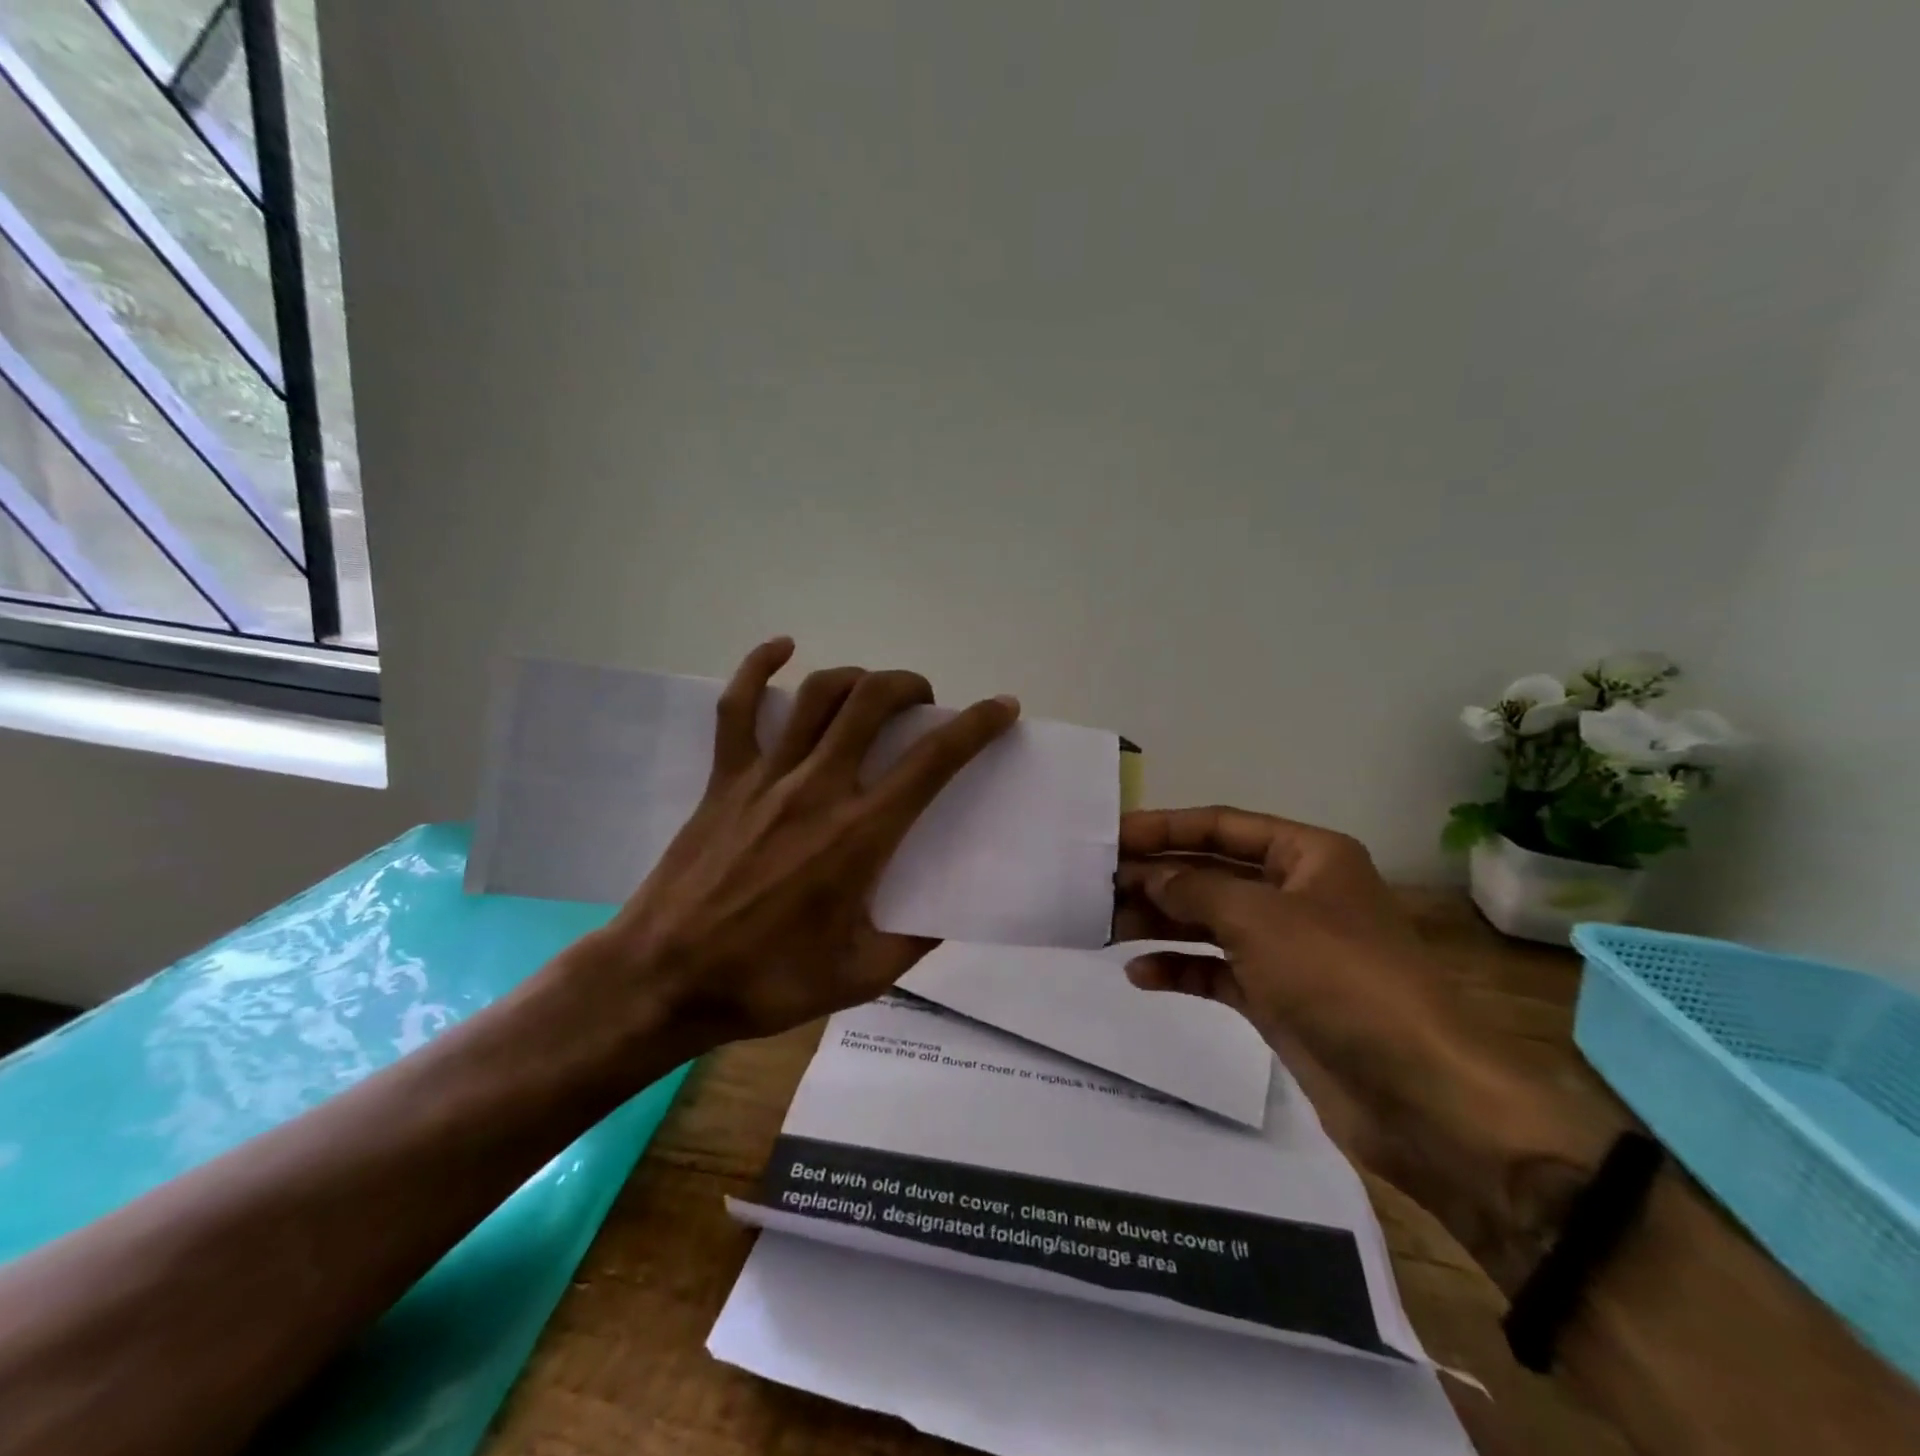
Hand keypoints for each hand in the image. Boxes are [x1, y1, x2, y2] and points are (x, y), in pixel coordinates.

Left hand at [568, 638, 1019, 1049]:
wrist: (664, 980)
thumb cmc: (767, 982)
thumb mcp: (861, 977)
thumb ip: (914, 943)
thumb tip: (947, 916)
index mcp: (859, 835)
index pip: (933, 761)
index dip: (976, 726)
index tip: (1001, 707)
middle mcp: (818, 789)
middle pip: (873, 703)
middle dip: (911, 687)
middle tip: (925, 704)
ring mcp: (765, 777)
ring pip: (818, 695)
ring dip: (857, 677)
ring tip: (872, 691)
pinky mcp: (724, 778)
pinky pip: (738, 707)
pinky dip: (759, 668)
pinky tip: (782, 647)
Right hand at [1116, 807, 1552, 1202]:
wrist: (1422, 1097)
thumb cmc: (1341, 979)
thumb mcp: (1260, 919)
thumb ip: (1194, 890)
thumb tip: (1147, 876)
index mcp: (1309, 856)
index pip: (1223, 827)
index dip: (1166, 827)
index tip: (1112, 835)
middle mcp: (1297, 895)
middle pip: (1212, 874)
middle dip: (1157, 877)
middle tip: (1096, 885)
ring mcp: (1287, 949)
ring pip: (1210, 922)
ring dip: (1160, 922)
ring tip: (1103, 926)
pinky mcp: (1277, 998)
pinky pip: (1217, 971)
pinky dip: (1180, 969)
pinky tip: (1139, 975)